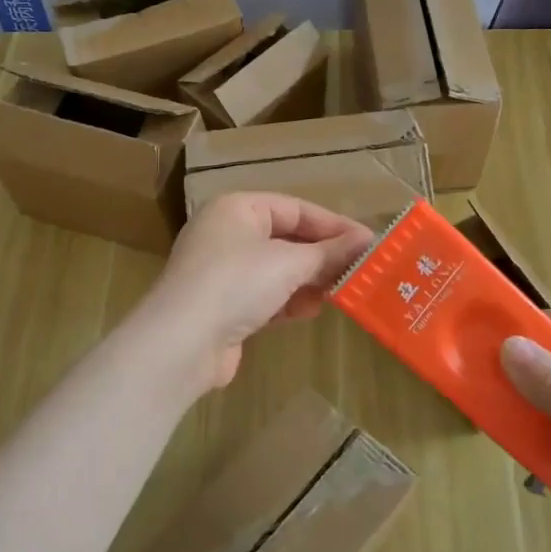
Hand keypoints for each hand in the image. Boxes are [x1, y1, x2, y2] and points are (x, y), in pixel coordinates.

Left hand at [133, 193, 373, 392]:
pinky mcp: (223, 305)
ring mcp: (222, 271)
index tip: (368, 242)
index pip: (294, 208)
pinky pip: (264, 294)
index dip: (333, 225)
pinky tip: (311, 310)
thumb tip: (365, 241)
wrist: (182, 343)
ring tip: (341, 290)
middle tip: (360, 269)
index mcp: (237, 209)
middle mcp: (226, 233)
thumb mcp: (289, 263)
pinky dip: (288, 300)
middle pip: (286, 238)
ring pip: (276, 269)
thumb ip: (329, 252)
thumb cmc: (236, 283)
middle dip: (321, 255)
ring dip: (308, 280)